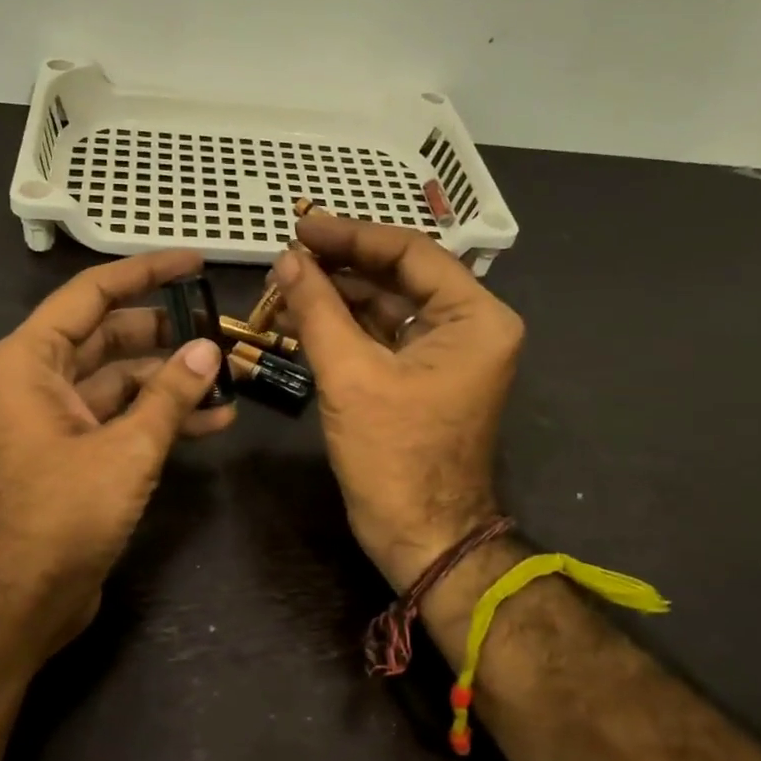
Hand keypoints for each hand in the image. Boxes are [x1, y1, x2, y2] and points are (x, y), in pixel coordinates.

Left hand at [0, 251, 233, 667]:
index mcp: (31, 360)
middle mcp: (40, 380)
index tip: (195, 262)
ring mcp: (59, 418)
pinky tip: (213, 421)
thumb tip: (208, 349)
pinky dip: (162, 418)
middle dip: (168, 332)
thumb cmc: (59, 516)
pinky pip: (124, 419)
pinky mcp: (77, 453)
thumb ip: (169, 395)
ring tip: (231, 376)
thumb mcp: (125, 450)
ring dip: (173, 380)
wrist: (16, 603)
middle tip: (223, 326)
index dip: (145, 272)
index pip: (92, 294)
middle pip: (111, 336)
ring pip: (123, 380)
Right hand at [272, 216, 523, 593]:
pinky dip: (344, 328)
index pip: (411, 254)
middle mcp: (469, 327)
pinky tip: (301, 317)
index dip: (352, 236)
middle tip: (288, 253)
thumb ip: (317, 309)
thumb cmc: (394, 457)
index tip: (302, 225)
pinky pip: (382, 338)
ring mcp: (446, 354)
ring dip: (337, 297)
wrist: (421, 536)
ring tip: (285, 283)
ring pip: (386, 307)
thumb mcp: (350, 376)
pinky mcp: (422, 378)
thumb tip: (286, 258)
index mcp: (475, 318)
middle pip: (399, 277)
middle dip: (341, 266)